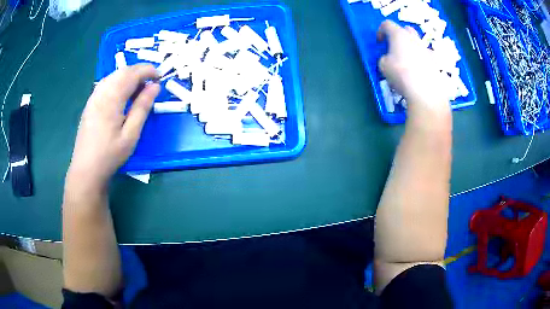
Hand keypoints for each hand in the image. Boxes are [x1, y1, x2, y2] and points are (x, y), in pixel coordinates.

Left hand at [66, 64, 159, 191]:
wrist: (86, 170)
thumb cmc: (110, 155)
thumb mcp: (131, 134)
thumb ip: (142, 107)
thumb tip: (155, 87)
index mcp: (111, 98)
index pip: (132, 73)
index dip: (148, 70)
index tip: (160, 77)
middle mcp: (101, 92)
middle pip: (122, 71)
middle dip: (139, 72)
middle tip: (151, 84)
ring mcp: (93, 97)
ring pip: (114, 76)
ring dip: (129, 77)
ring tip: (139, 90)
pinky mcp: (90, 103)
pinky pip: (106, 84)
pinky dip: (118, 83)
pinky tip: (122, 95)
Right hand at [377, 20, 449, 113]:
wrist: (425, 92)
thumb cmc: (400, 74)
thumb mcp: (383, 66)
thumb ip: (384, 58)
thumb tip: (389, 59)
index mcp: (399, 35)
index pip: (387, 24)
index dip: (381, 31)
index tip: (380, 42)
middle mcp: (414, 38)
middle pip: (406, 29)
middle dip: (399, 35)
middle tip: (395, 47)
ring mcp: (427, 50)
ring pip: (418, 43)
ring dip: (412, 47)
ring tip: (408, 60)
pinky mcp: (435, 63)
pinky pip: (427, 57)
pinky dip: (423, 60)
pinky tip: (420, 71)